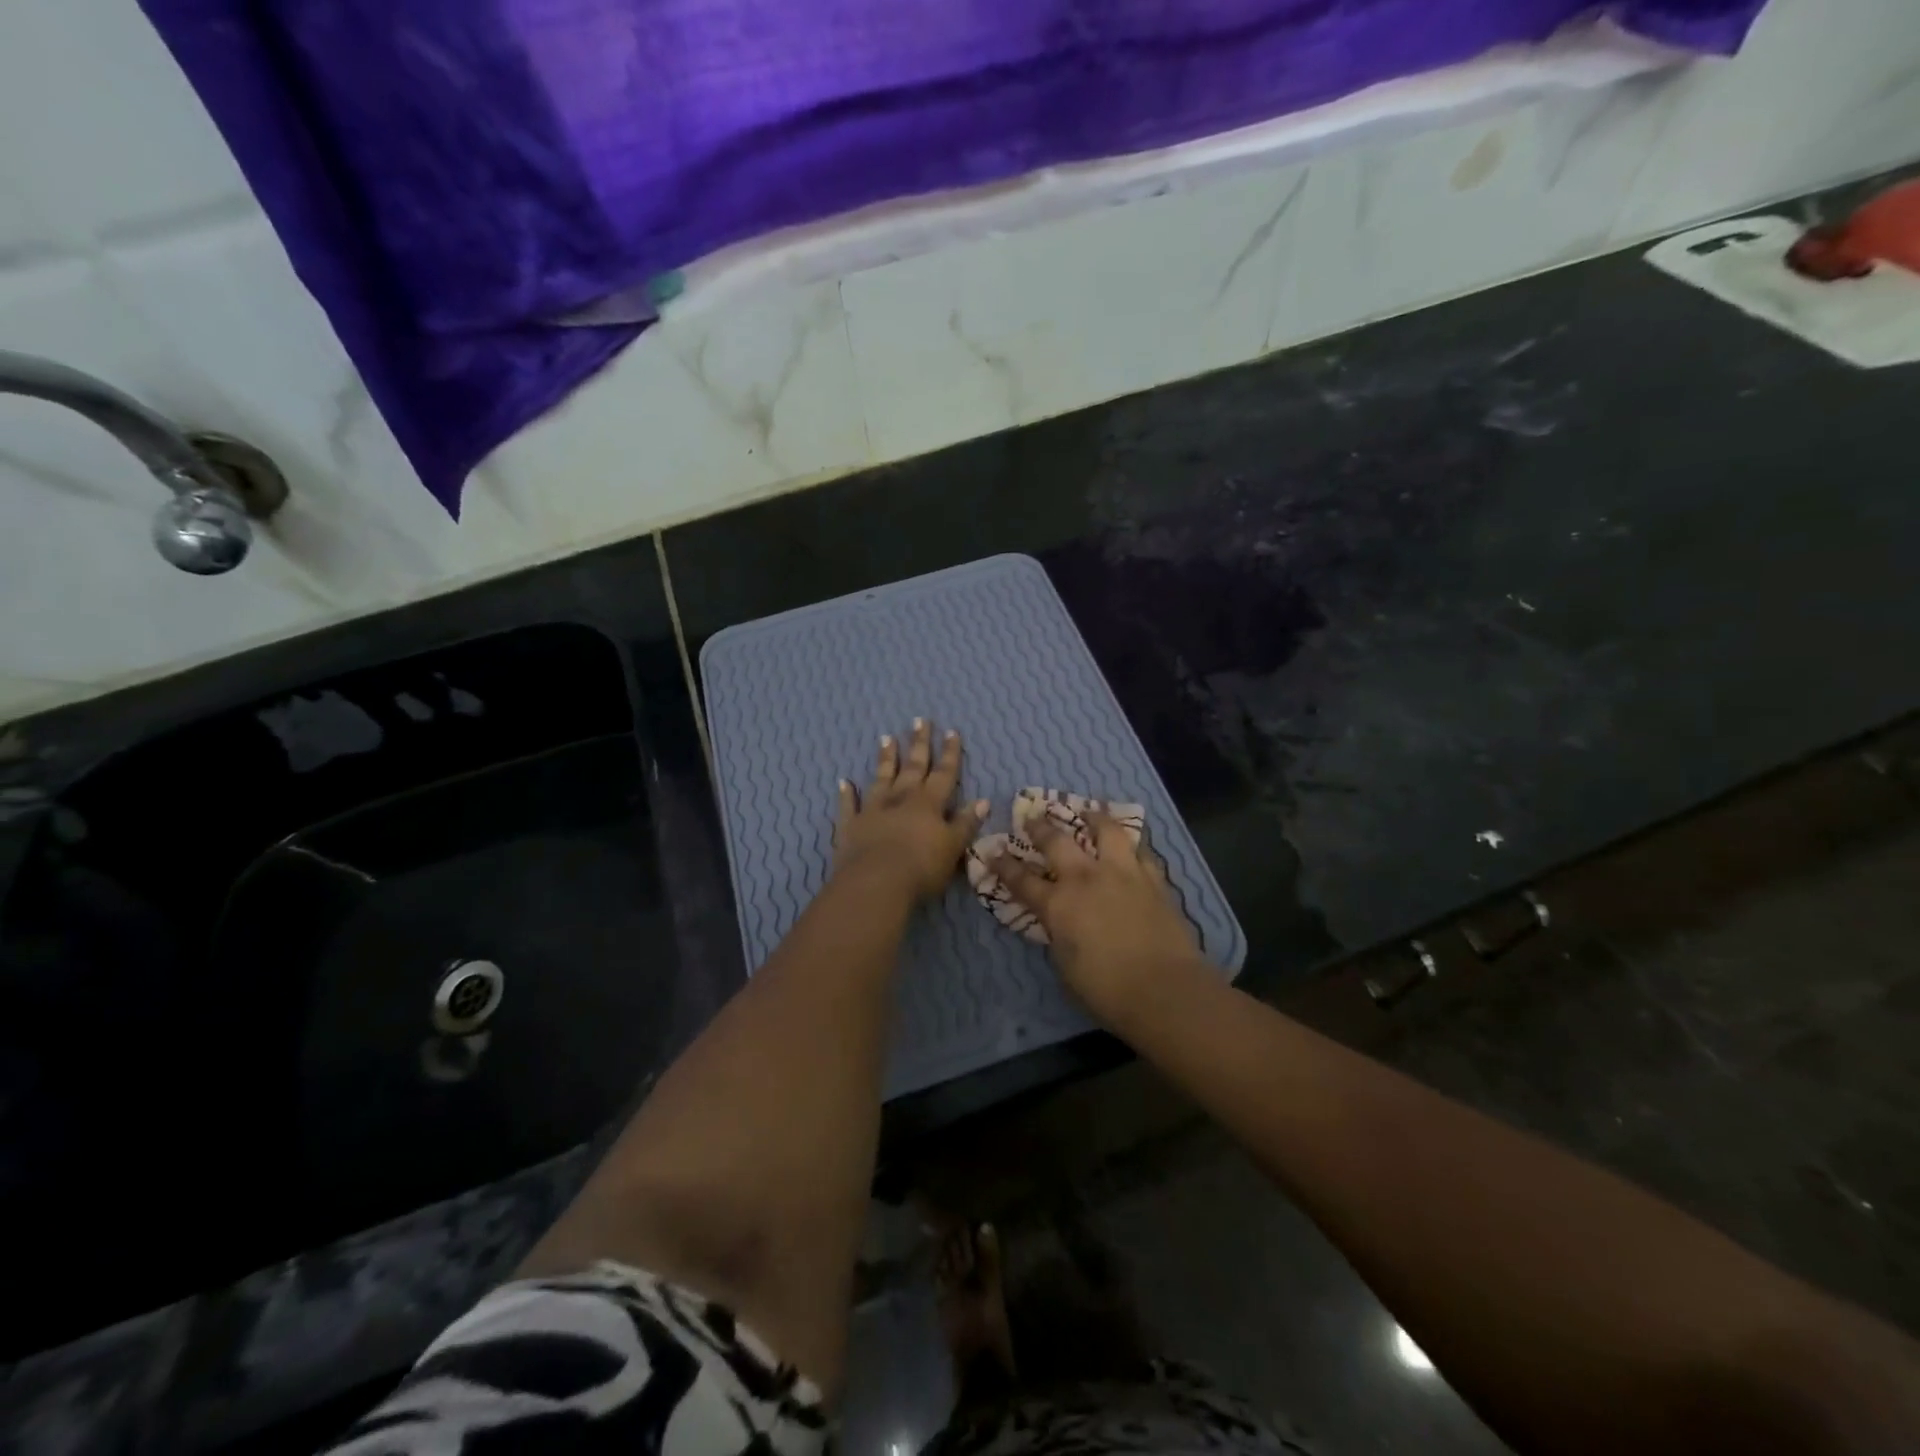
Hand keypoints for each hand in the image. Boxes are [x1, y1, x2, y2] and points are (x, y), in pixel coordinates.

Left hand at [833, 719, 987, 903]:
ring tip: (886, 738)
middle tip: (919, 721)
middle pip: (913, 767)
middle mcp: (901, 799)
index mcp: (929, 804)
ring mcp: (873, 810)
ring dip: (886, 759)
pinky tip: (844, 782)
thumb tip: (982, 801)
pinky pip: (849, 805)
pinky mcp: (851, 826)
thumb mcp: (953, 847)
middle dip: (918, 744)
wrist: (876, 883)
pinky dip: (847, 793)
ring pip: (881, 778)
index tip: (951, 731)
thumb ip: (965, 823)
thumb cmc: (922, 868)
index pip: (944, 773)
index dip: (949, 753)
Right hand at [993, 812, 1203, 1023]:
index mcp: (1058, 904)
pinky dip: (1131, 846)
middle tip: (1033, 816)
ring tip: (1089, 811)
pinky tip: (1130, 846)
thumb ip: (1058, 935)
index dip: (1005, 866)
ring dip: (1094, 818)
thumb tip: (1059, 923)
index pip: (1023, 880)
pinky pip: (1140, 851)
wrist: (1164, 988)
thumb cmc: (1107, 989)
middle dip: (1040, 827)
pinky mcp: (1153, 879)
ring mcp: (1122, 873)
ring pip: (1106, 831)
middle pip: (1057, 842)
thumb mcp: (1066, 965)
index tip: (994, 852)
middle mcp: (1086, 879)